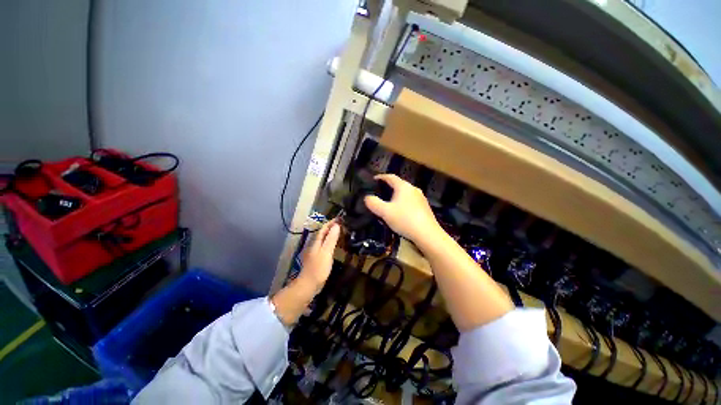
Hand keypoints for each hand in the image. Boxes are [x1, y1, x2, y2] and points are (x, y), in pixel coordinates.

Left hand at [297, 219, 340, 292]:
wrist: (309, 285)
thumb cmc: (318, 268)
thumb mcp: (326, 252)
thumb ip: (331, 239)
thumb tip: (336, 225)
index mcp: (316, 242)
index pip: (324, 228)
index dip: (331, 222)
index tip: (341, 218)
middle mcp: (315, 245)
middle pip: (324, 233)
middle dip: (332, 227)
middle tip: (344, 224)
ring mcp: (316, 252)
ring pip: (325, 239)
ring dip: (332, 234)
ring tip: (342, 232)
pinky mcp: (318, 258)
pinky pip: (326, 246)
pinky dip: (331, 242)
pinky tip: (336, 245)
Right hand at [364, 174, 442, 248]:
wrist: (427, 234)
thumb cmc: (405, 219)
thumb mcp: (385, 212)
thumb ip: (373, 203)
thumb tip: (367, 197)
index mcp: (403, 186)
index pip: (390, 177)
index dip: (381, 177)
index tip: (373, 180)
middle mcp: (413, 189)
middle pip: (399, 184)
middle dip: (388, 187)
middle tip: (379, 193)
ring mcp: (421, 198)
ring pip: (405, 193)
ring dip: (396, 196)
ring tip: (388, 203)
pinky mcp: (425, 207)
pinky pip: (411, 201)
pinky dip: (403, 202)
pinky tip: (401, 212)